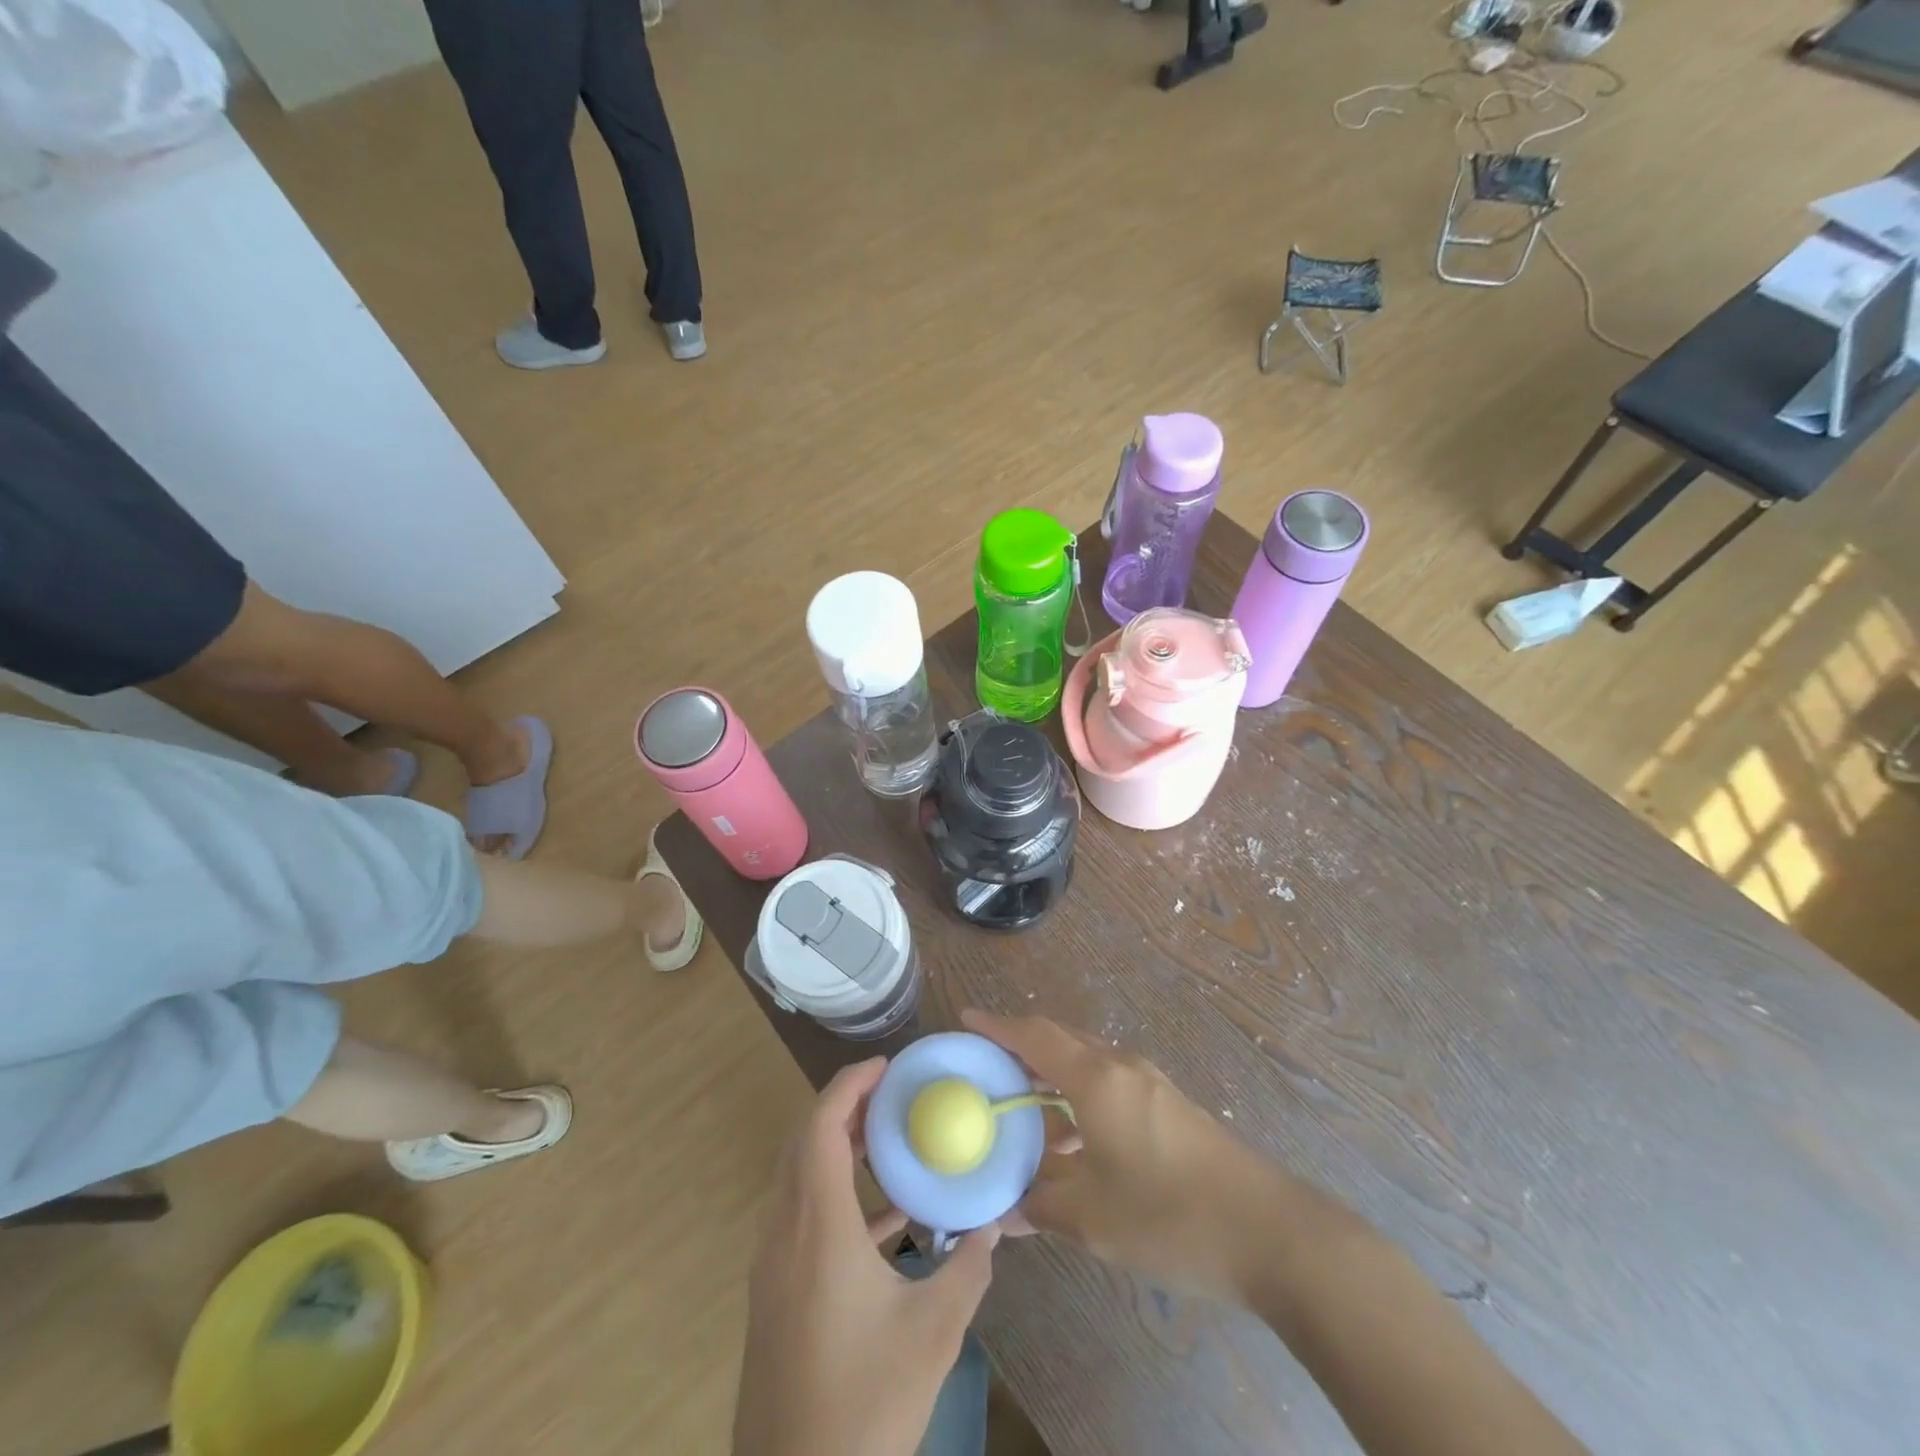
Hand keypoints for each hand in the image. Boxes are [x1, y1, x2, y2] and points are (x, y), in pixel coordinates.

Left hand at [732, 1057, 1000, 1455]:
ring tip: (891, 1141)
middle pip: (804, 1143)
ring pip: (800, 1179)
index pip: (821, 1128)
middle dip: (845, 1107)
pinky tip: (887, 1218)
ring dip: (840, 1149)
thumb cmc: (864, 1403)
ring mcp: (773, 1266)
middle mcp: (785, 1234)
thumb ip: (968, 1269)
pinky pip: (802, 1216)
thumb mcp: (932, 1334)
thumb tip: (996, 1224)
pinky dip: (838, 1196)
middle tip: (893, 1094)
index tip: (887, 1066)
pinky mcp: (774, 1294)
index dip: (849, 1085)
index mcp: (817, 1229)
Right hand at [964, 1009, 1298, 1302]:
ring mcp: (1150, 1084)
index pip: (1035, 1036)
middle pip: (1061, 1040)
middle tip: (986, 1066)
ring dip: (1052, 1076)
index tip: (966, 1019)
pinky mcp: (1170, 1107)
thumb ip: (1042, 1206)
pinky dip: (1080, 1098)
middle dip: (1021, 1046)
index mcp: (1096, 1079)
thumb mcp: (1093, 1218)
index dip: (997, 1026)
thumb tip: (1005, 1212)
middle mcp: (1121, 1068)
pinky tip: (1074, 1143)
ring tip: (1023, 1110)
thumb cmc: (1170, 1215)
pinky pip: (1109, 1084)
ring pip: (1087, 1063)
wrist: (1271, 1232)